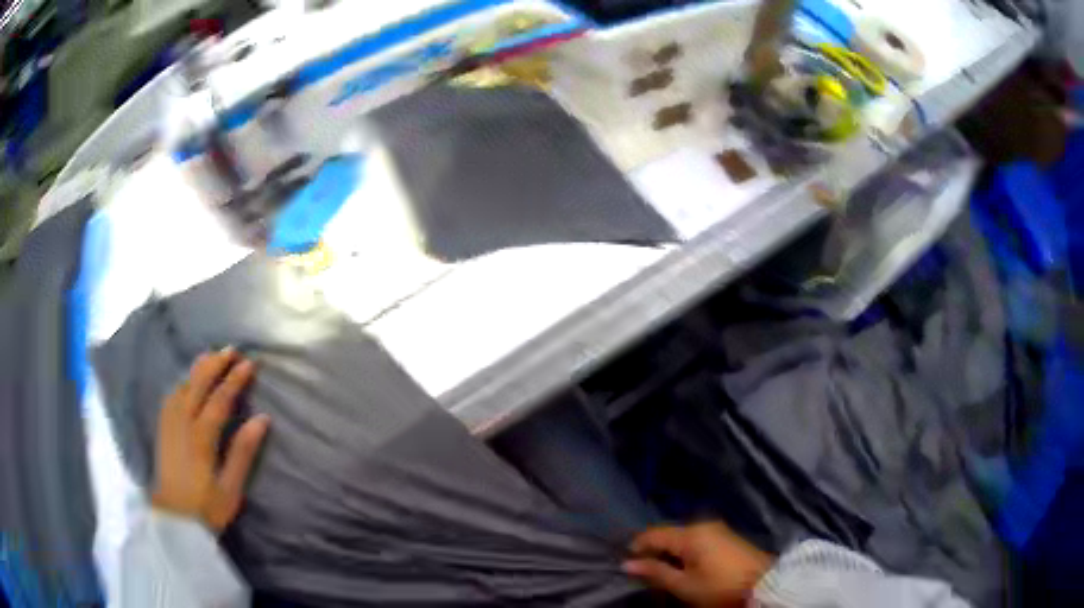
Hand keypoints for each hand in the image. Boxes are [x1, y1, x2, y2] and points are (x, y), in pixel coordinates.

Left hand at [152, 348, 269, 533]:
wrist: (174, 521)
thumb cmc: (207, 508)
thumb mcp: (231, 488)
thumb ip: (244, 452)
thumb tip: (262, 419)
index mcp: (201, 437)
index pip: (219, 400)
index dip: (234, 380)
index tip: (249, 364)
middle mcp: (182, 423)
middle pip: (198, 385)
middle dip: (215, 365)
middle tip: (231, 350)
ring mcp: (169, 425)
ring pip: (183, 387)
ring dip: (198, 370)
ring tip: (211, 357)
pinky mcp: (163, 431)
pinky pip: (171, 396)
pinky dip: (182, 382)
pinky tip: (186, 382)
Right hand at [623, 522, 773, 606]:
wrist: (764, 584)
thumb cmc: (719, 587)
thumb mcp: (684, 585)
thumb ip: (656, 572)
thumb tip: (628, 564)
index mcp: (690, 534)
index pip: (654, 534)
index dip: (637, 546)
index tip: (625, 561)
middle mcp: (703, 525)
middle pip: (670, 533)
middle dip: (654, 549)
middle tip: (643, 569)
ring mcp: (718, 529)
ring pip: (684, 536)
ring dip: (670, 551)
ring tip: (662, 570)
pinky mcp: (728, 537)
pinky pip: (698, 539)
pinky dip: (686, 550)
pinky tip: (684, 565)